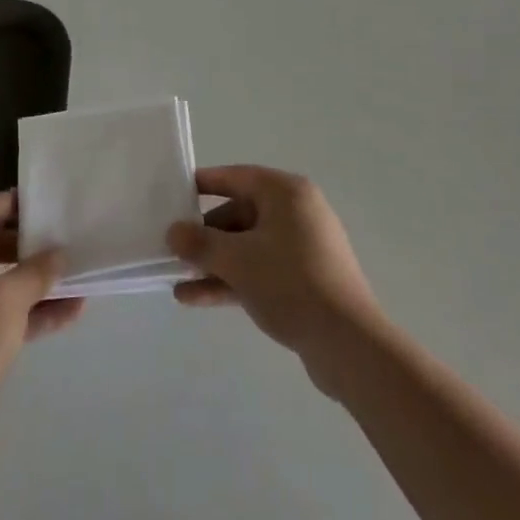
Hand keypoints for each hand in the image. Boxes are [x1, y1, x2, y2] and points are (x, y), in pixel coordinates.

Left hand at [0, 191, 82, 458]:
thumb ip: (39, 270)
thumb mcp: (11, 297)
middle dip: (32, 247)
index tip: (51, 202)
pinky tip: (69, 314)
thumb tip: (60, 254)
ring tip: (77, 278)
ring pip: (0, 282)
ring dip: (36, 283)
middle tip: (67, 239)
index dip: (19, 203)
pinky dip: (28, 311)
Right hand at [167, 166, 381, 383]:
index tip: (173, 194)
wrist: (347, 343)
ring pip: (248, 246)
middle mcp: (296, 212)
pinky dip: (232, 280)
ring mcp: (302, 247)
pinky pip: (260, 270)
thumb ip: (200, 243)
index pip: (236, 177)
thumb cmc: (289, 282)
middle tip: (172, 250)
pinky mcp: (304, 280)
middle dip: (205, 236)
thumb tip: (174, 232)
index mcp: (286, 193)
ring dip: (213, 263)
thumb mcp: (237, 260)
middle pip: (240, 214)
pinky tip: (196, 299)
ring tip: (176, 281)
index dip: (203, 184)